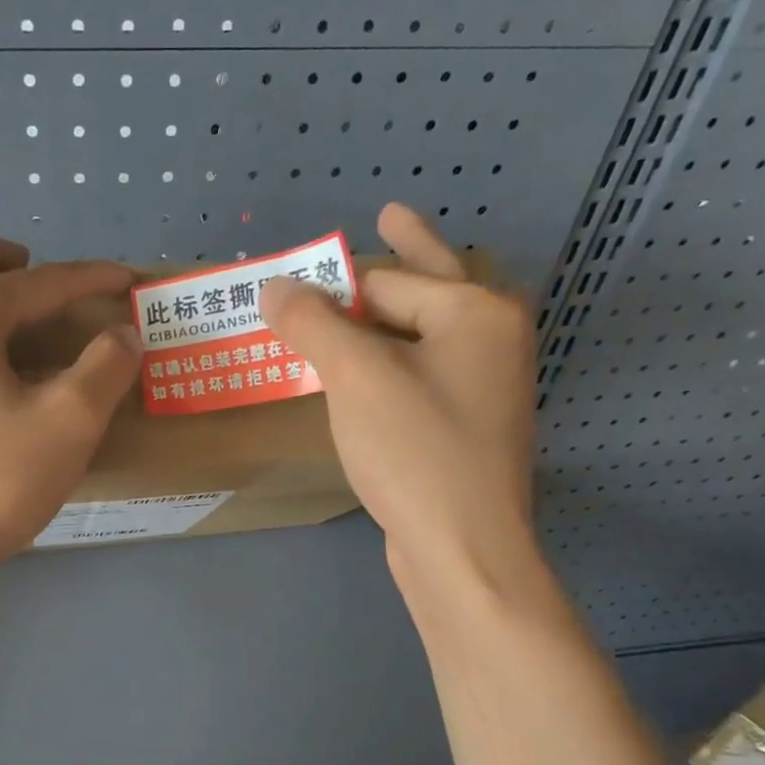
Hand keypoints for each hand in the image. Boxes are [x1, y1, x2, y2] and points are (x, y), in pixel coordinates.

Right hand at [261, 203, 540, 611]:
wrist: (462, 550)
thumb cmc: (414, 451)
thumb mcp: (356, 378)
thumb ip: (314, 324)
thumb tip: (274, 286)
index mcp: (475, 313)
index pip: (389, 279)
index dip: (335, 278)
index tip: (299, 272)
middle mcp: (490, 341)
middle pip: (425, 289)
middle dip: (393, 264)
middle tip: (387, 215)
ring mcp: (483, 388)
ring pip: (422, 337)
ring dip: (384, 320)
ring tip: (356, 299)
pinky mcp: (465, 428)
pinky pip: (420, 377)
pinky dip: (389, 367)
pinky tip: (366, 373)